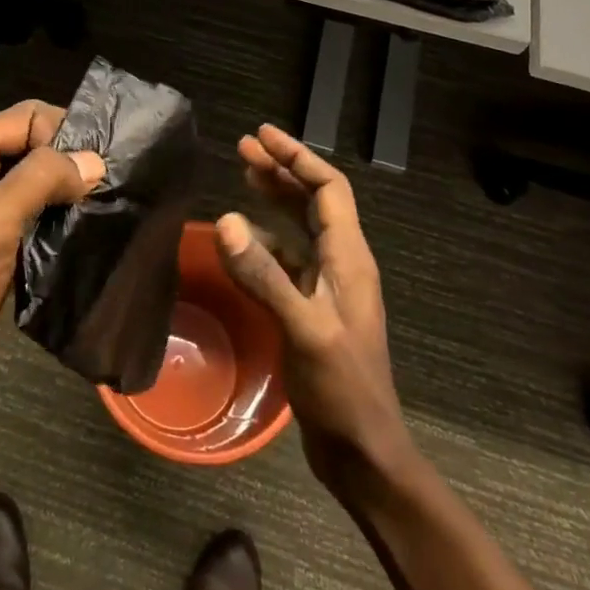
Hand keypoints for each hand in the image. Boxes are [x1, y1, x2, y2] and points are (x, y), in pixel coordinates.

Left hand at [0, 101, 104, 421]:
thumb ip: (38, 182)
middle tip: (109, 193)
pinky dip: (47, 225)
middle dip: (66, 167)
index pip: (25, 118)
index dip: (64, 137)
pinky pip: (22, 217)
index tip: (101, 172)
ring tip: (99, 216)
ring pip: (28, 184)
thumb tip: (93, 159)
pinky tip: (74, 241)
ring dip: (60, 198)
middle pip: (27, 147)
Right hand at [215, 125, 406, 490]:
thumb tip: (225, 219)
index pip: (329, 189)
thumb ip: (264, 274)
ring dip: (273, 200)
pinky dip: (264, 241)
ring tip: (242, 177)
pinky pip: (287, 260)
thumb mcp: (304, 329)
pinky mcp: (311, 310)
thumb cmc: (343, 389)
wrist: (363, 454)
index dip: (297, 157)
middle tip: (243, 148)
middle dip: (281, 171)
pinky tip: (242, 242)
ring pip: (300, 227)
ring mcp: (327, 288)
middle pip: (313, 201)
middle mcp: (341, 264)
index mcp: (349, 258)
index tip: (262, 135)